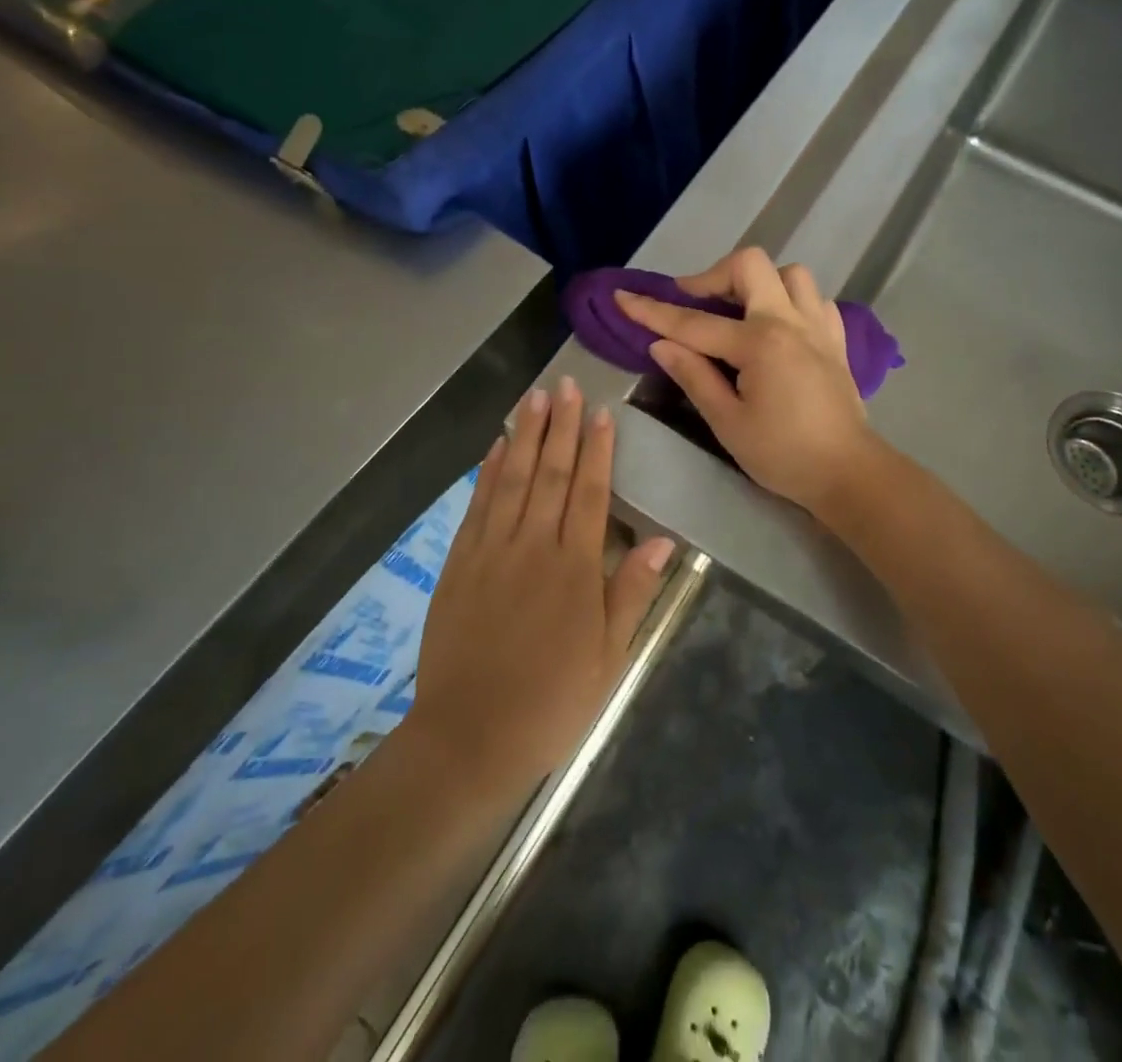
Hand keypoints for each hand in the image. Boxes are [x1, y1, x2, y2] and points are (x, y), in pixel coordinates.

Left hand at [406, 378, 672, 798]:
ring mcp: (491, 551)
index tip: (601, 412)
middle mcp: (532, 546)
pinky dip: (487, 471)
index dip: (596, 450)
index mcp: (575, 568)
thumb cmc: (551, 701)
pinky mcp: (459, 563)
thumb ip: (631, 593)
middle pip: (549, 474)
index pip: (589, 493)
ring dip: (524, 435)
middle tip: (565, 384)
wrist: (470, 736)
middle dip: (560, 426)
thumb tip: (662, 541)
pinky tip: (495, 446)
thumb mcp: (608, 657)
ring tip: (534, 397)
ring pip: (511, 479)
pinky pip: (477, 505)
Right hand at [616, 247, 878, 512]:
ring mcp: (818, 326)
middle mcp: (790, 321)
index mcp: (759, 343)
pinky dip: (791, 301)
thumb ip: (694, 376)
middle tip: (694, 302)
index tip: (623, 297)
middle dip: (714, 275)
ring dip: (758, 283)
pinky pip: (814, 299)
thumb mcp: (728, 422)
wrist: (848, 473)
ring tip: (738, 312)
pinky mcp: (835, 340)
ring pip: (790, 273)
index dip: (653, 310)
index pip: (694, 322)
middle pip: (750, 265)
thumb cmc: (783, 455)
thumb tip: (661, 345)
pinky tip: (778, 327)